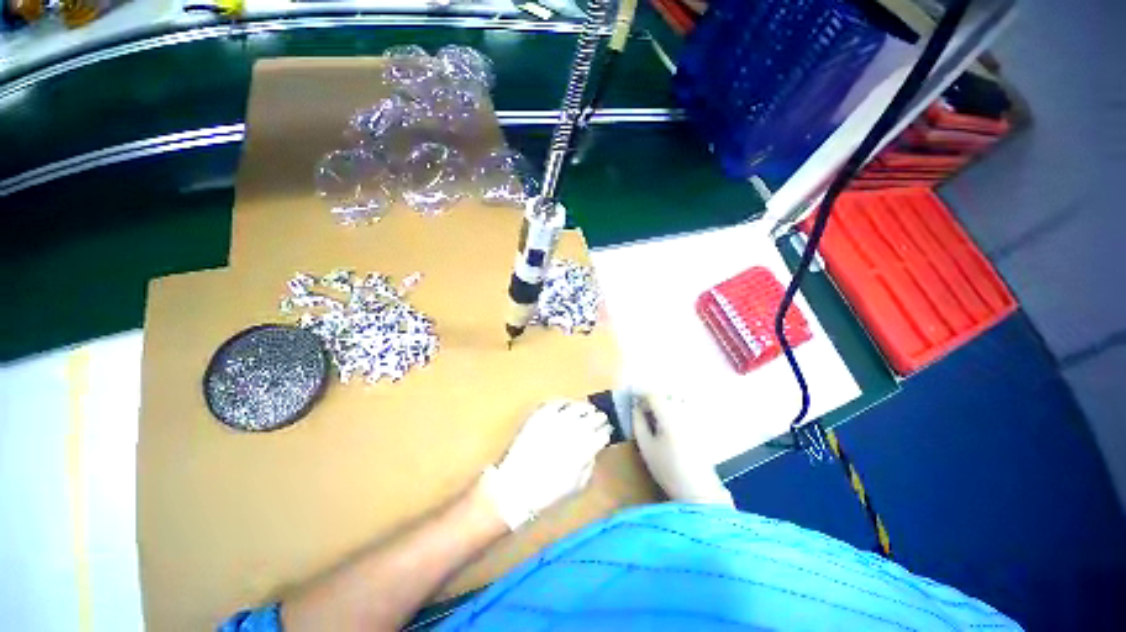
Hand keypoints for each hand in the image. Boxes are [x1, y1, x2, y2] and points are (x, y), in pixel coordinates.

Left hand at [482, 399, 611, 529]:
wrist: (514, 487)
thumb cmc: (547, 492)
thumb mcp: (576, 486)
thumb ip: (589, 465)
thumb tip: (594, 450)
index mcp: (583, 449)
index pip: (602, 433)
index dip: (606, 431)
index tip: (607, 431)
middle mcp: (571, 431)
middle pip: (592, 417)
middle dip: (599, 417)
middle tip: (600, 418)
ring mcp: (554, 421)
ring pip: (576, 406)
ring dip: (584, 407)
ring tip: (587, 408)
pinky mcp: (539, 416)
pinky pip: (555, 403)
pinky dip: (564, 402)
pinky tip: (567, 404)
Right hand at [632, 391, 733, 506]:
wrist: (698, 489)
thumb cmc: (667, 468)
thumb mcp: (645, 446)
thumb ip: (638, 423)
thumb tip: (636, 407)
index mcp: (667, 414)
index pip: (653, 395)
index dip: (641, 396)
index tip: (635, 404)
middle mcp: (683, 410)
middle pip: (667, 393)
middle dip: (655, 397)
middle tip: (645, 408)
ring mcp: (695, 416)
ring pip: (680, 397)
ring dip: (668, 399)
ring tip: (659, 412)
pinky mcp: (702, 424)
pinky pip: (690, 406)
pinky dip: (680, 406)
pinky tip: (674, 419)